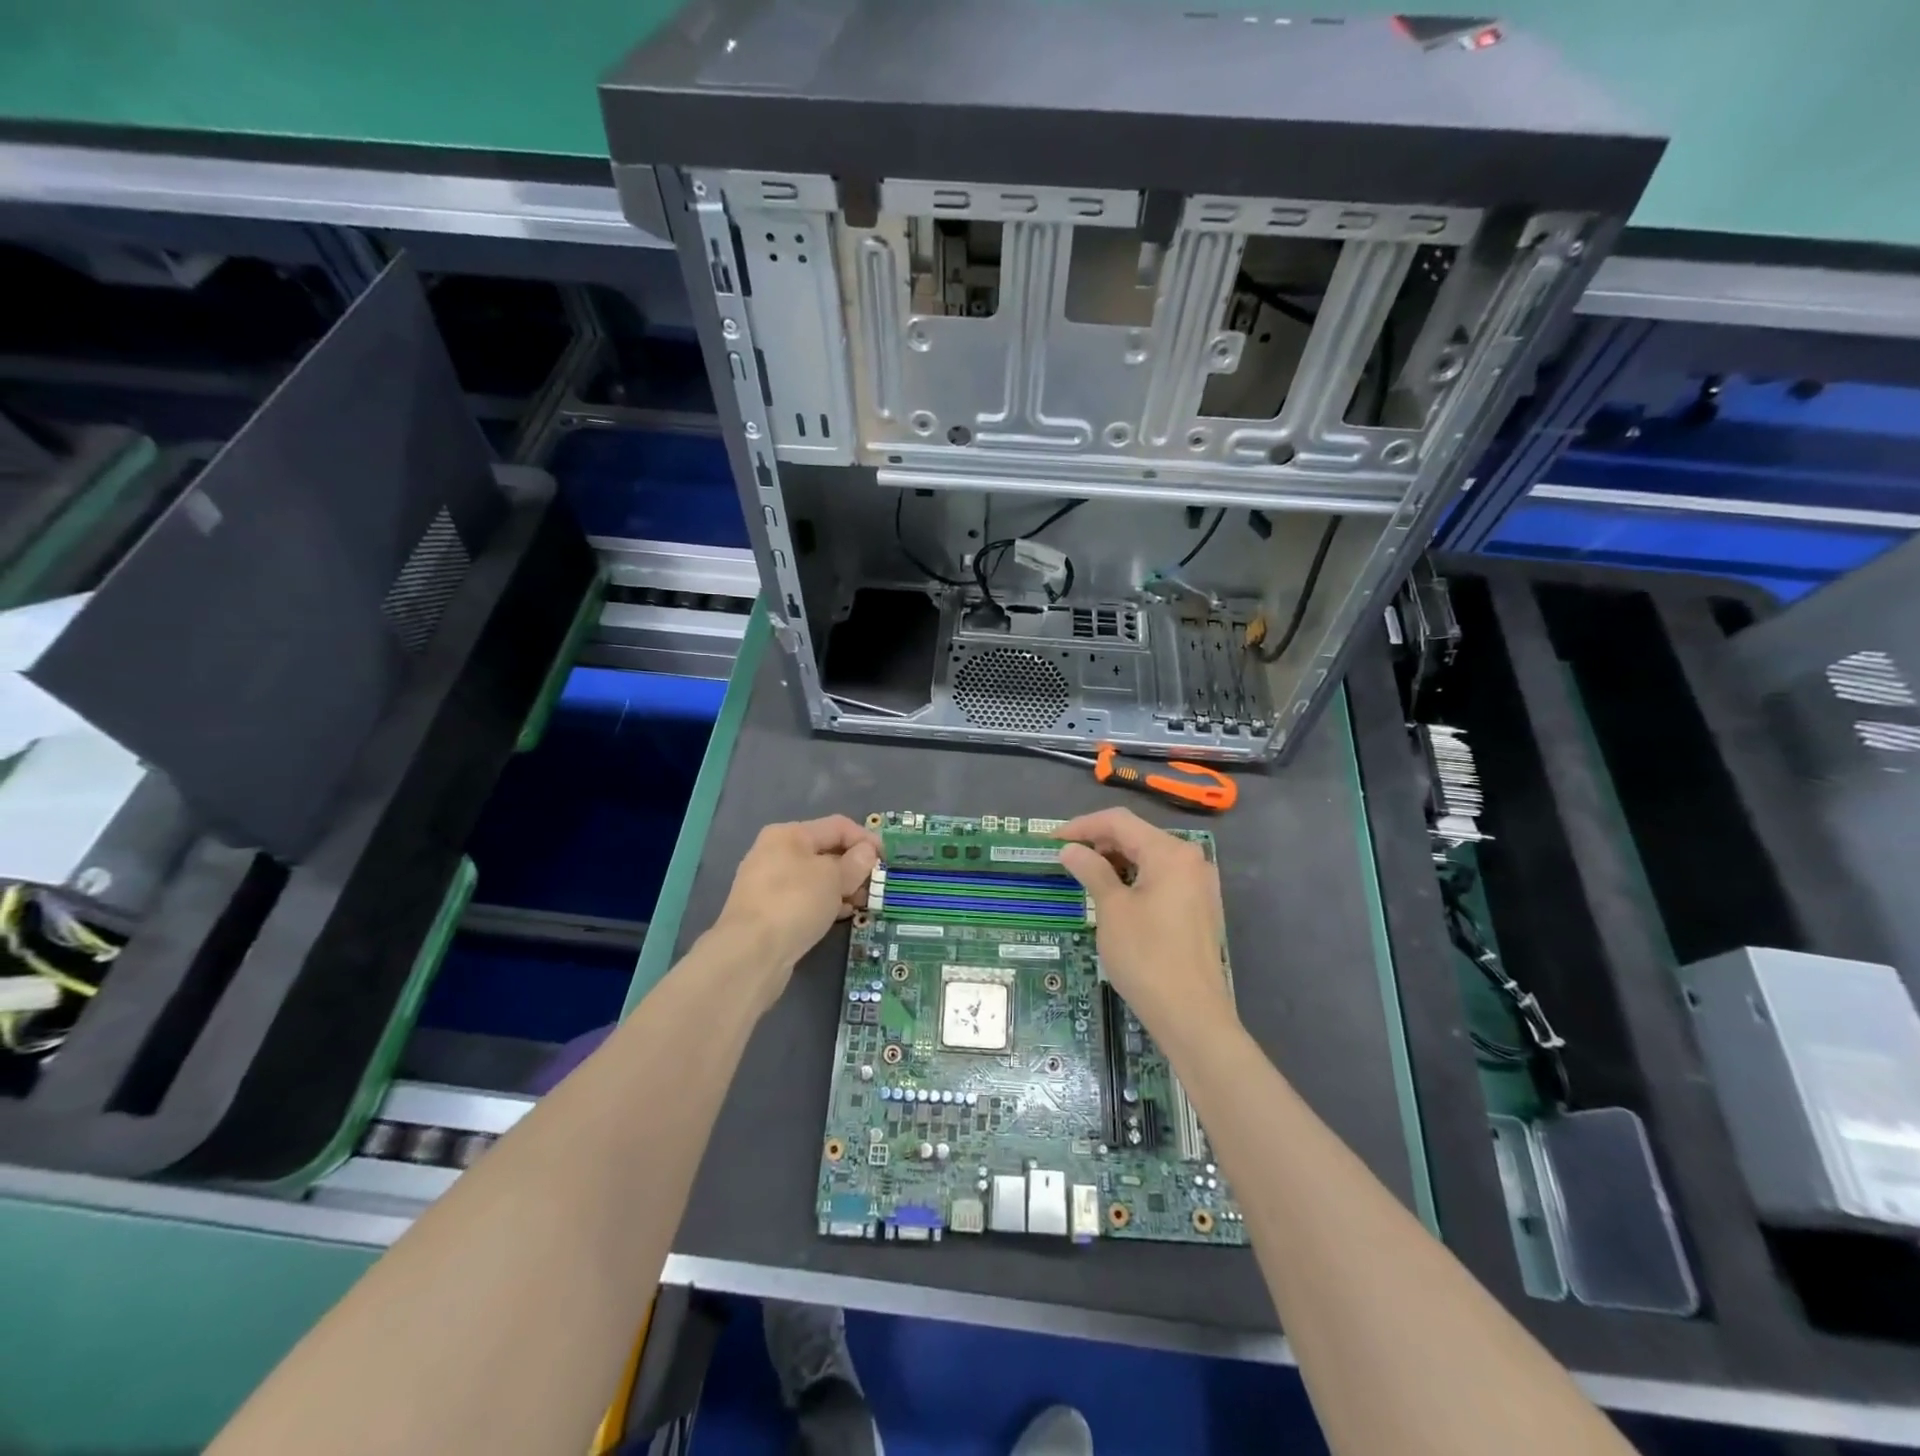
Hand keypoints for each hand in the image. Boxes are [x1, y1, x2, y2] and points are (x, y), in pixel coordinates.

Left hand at [711, 816, 881, 1010]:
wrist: (750, 953)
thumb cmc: (795, 903)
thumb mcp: (834, 878)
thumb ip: (855, 863)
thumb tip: (866, 853)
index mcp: (789, 834)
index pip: (837, 826)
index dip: (866, 839)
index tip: (887, 860)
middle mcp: (774, 852)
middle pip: (825, 852)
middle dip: (854, 867)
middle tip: (875, 886)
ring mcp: (768, 883)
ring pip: (815, 878)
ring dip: (842, 887)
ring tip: (862, 904)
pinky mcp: (767, 911)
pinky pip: (804, 899)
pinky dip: (824, 903)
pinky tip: (840, 916)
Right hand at [1056, 808, 1234, 1043]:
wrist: (1192, 1016)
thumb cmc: (1147, 957)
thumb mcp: (1112, 909)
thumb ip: (1091, 870)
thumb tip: (1070, 850)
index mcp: (1170, 852)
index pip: (1119, 821)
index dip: (1082, 826)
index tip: (1051, 841)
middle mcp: (1191, 860)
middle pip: (1137, 836)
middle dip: (1098, 842)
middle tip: (1065, 859)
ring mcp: (1199, 885)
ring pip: (1149, 858)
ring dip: (1115, 861)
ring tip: (1084, 876)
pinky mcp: (1199, 908)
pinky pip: (1161, 879)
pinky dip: (1134, 879)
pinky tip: (1114, 895)